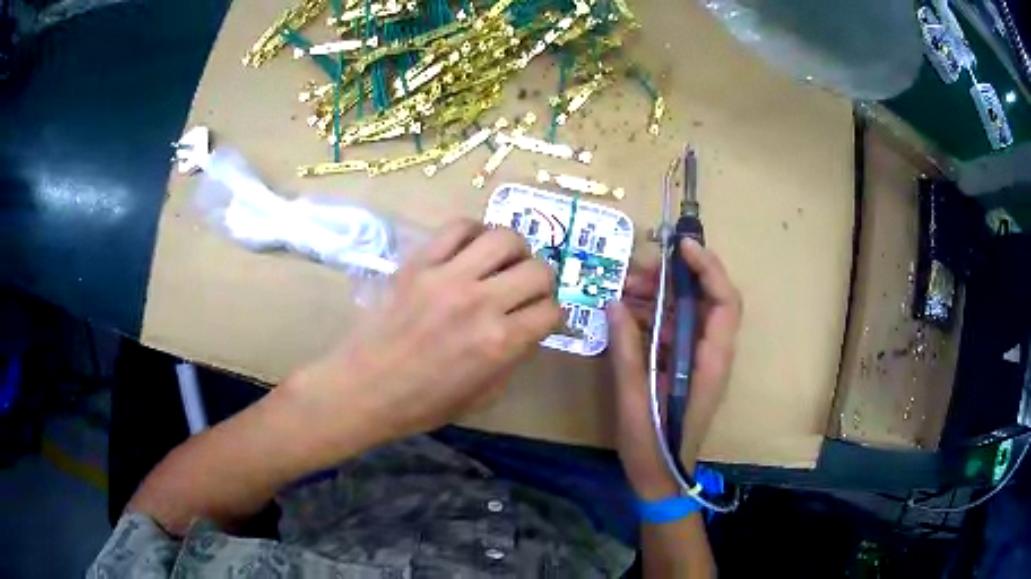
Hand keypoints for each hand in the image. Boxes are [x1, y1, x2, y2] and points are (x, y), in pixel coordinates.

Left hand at [282, 219, 560, 461]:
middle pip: (538, 270)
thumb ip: (514, 357)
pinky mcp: (419, 263)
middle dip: (542, 282)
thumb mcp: (483, 395)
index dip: (553, 315)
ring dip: (515, 251)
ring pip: (504, 238)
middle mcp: (480, 303)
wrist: (365, 388)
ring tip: (502, 264)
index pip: (551, 310)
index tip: (541, 318)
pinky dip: (474, 233)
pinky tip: (471, 249)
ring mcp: (447, 277)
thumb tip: (529, 327)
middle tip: (526, 291)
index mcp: (499, 343)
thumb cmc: (423, 403)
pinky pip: (458, 227)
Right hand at [607, 239, 741, 498]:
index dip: (708, 268)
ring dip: (660, 295)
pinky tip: (627, 313)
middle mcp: (712, 354)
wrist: (662, 478)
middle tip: (636, 273)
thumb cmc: (654, 444)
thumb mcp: (635, 398)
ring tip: (625, 289)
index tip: (681, 246)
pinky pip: (674, 330)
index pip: (724, 302)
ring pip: (688, 312)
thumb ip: (626, 349)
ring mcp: (699, 359)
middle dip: (674, 278)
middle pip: (706, 300)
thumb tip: (613, 303)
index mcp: (710, 361)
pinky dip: (654, 315)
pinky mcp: (684, 366)